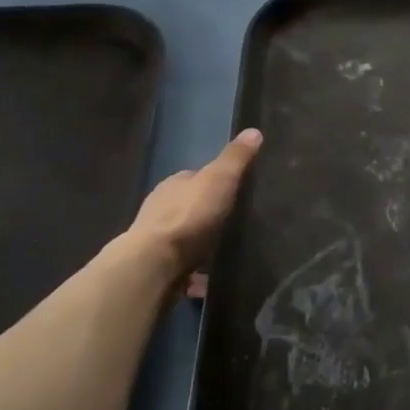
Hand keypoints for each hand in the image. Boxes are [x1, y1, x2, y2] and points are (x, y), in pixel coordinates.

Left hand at [127, 129, 262, 285]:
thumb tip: (254, 130)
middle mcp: (162, 208)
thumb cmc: (188, 216)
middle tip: (236, 224)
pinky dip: (195, 271)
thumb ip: (236, 159)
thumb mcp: (219, 180)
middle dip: (209, 214)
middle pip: (191, 207)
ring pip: (186, 237)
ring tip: (227, 252)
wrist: (155, 264)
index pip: (197, 177)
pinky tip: (209, 279)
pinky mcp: (159, 266)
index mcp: (175, 184)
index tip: (237, 191)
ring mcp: (158, 239)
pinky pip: (183, 265)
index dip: (216, 182)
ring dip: (201, 243)